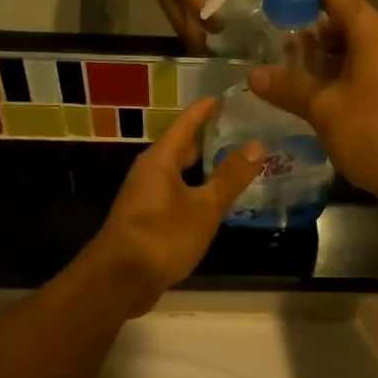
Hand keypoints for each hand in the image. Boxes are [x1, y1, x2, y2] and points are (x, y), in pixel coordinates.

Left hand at [81, 98, 263, 312]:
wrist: (120, 280)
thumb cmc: (163, 236)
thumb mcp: (204, 207)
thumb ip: (230, 177)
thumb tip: (257, 145)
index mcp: (160, 160)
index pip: (186, 123)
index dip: (206, 110)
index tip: (226, 97)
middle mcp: (150, 172)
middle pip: (181, 147)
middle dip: (208, 139)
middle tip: (240, 132)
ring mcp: (145, 197)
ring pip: (178, 173)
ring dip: (203, 168)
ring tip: (234, 165)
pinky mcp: (146, 219)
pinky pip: (176, 194)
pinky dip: (195, 191)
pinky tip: (214, 201)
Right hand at [249, 0, 377, 210]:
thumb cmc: (375, 133)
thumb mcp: (324, 109)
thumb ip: (289, 87)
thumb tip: (253, 74)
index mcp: (371, 32)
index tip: (267, 0)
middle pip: (339, 21)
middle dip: (303, 31)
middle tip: (264, 43)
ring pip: (347, 51)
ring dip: (315, 60)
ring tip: (278, 73)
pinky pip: (357, 75)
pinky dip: (332, 80)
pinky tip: (306, 99)